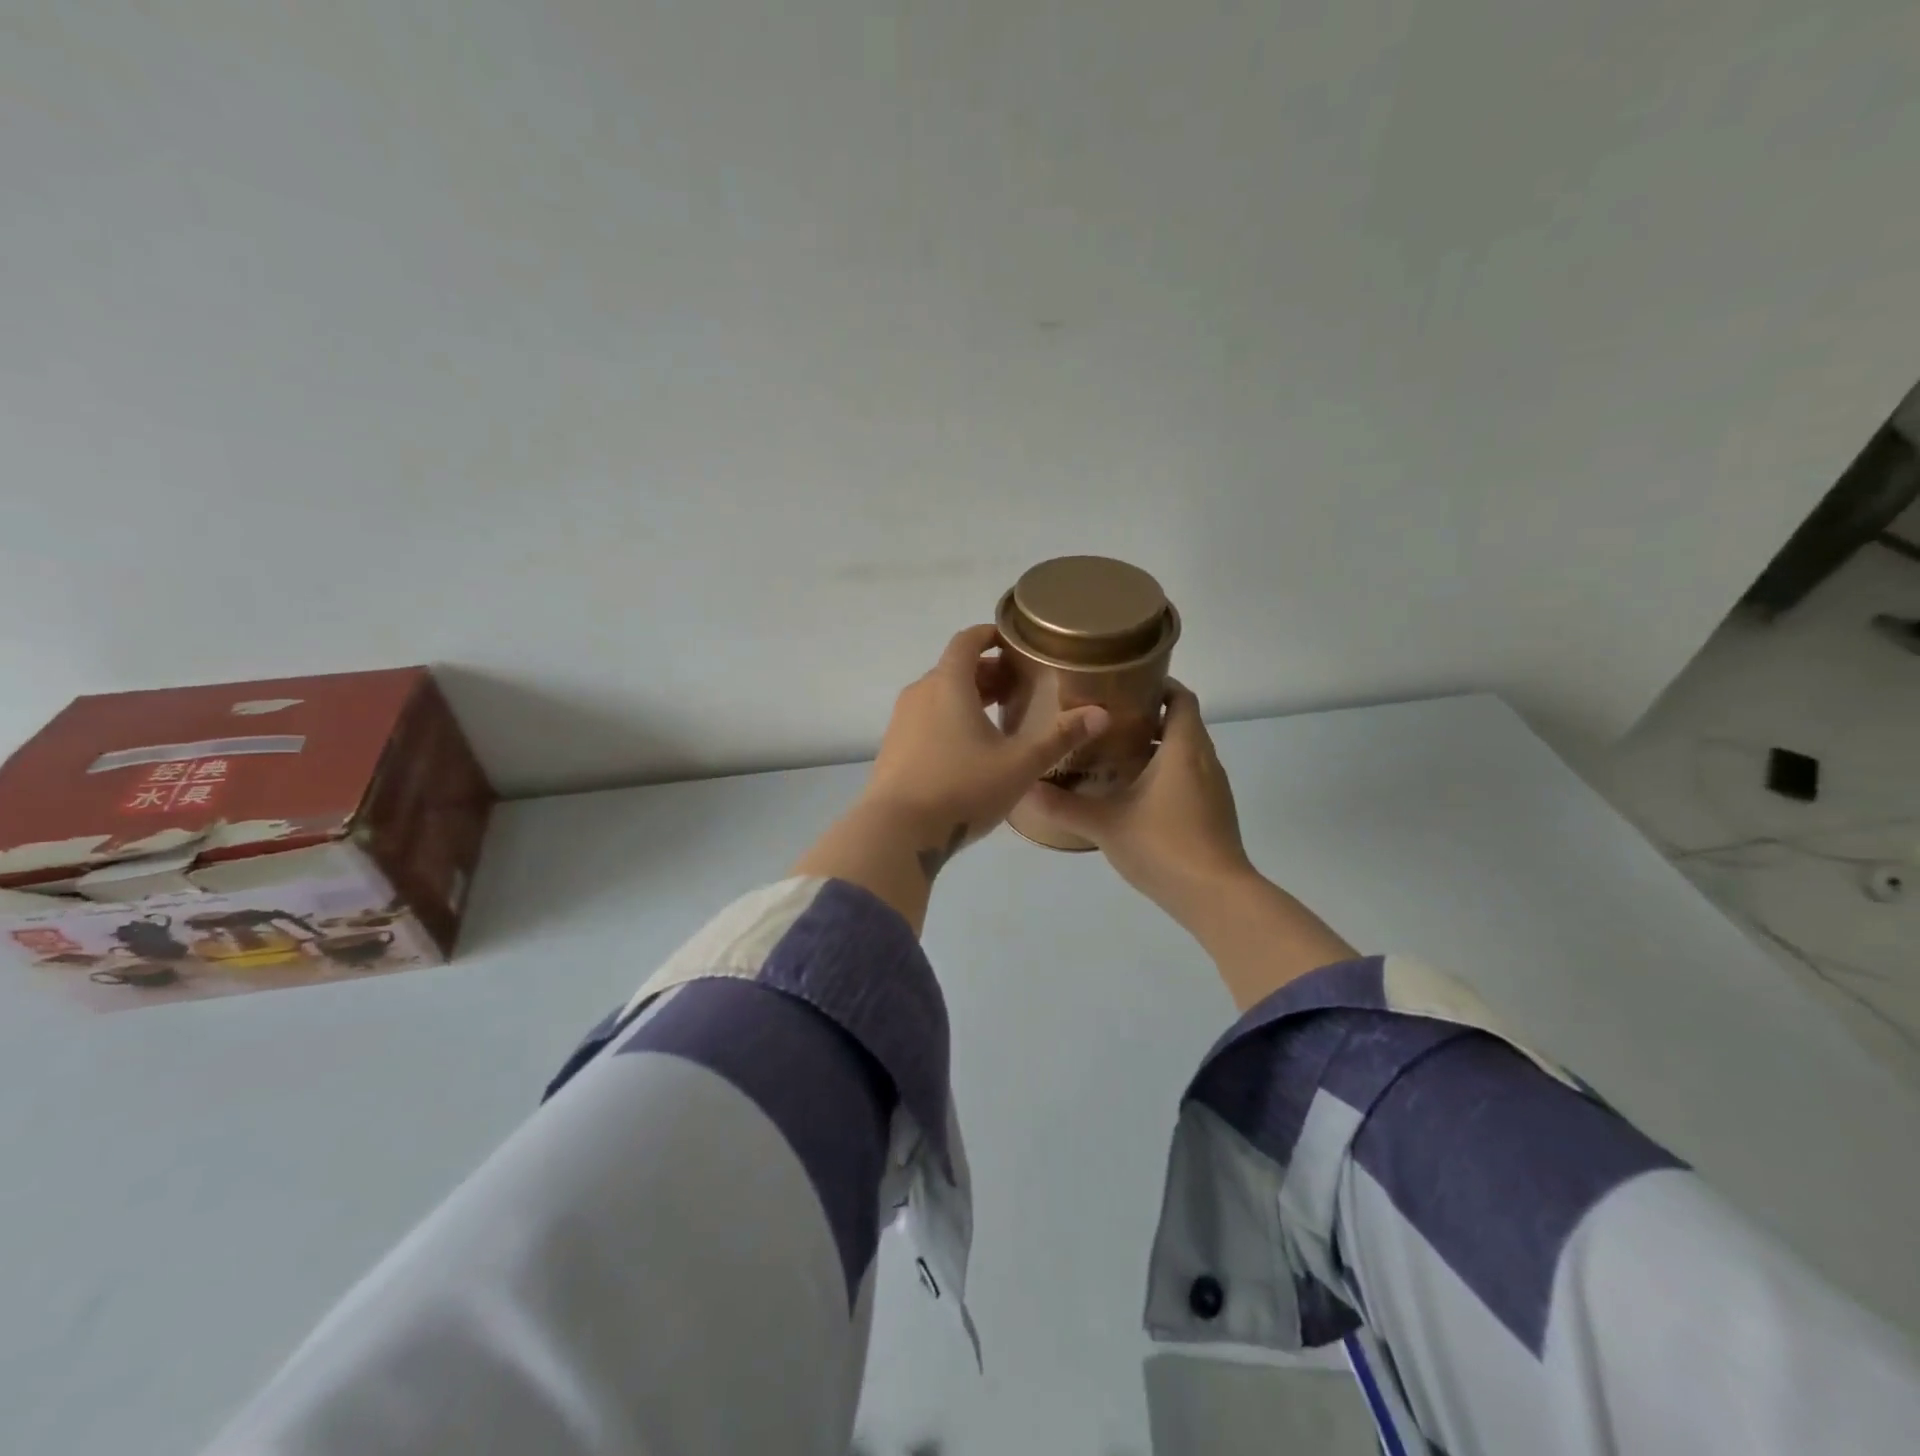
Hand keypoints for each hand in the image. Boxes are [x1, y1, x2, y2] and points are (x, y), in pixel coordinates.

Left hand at [862, 624, 1110, 860]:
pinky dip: (949, 717)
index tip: (1013, 642)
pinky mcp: (893, 747)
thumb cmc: (961, 789)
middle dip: (987, 671)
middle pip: (954, 668)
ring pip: (939, 694)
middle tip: (1018, 688)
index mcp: (948, 684)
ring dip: (968, 696)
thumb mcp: (1019, 765)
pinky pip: (926, 717)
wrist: (895, 831)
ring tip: (999, 717)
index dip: (990, 634)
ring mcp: (901, 721)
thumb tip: (1101, 713)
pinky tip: (969, 748)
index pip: (967, 641)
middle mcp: (920, 693)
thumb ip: (1060, 737)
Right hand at [1023, 683, 1250, 926]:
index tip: (1125, 684)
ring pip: (1187, 752)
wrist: (1216, 896)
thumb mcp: (1105, 824)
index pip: (1182, 697)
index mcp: (1184, 748)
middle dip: (1149, 716)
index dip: (1159, 685)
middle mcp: (1205, 760)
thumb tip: (1024, 788)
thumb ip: (1064, 806)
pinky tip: (1137, 793)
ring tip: (1115, 753)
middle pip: (1183, 722)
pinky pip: (1191, 777)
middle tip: (1107, 720)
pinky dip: (1168, 773)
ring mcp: (1214, 788)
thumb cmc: (1163, 845)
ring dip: (1158, 747)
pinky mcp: (1214, 812)